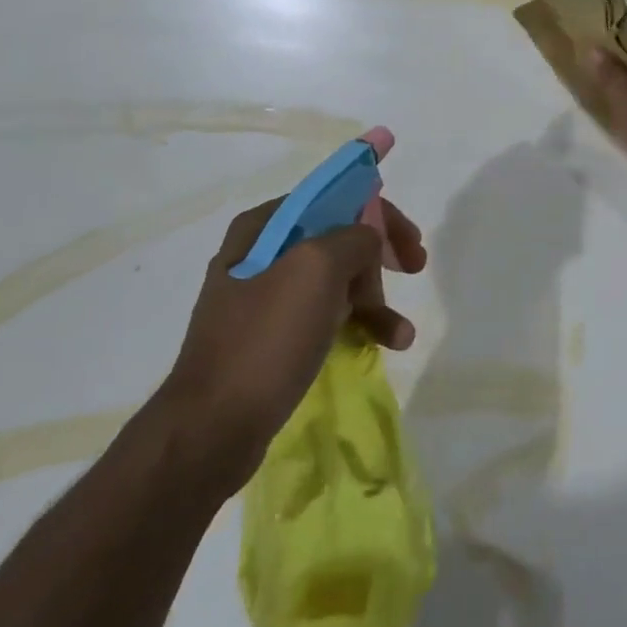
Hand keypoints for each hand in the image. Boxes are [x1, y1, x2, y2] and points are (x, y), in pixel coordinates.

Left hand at [162, 196, 426, 461]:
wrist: (212, 429)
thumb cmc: (266, 339)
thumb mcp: (317, 269)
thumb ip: (354, 237)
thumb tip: (368, 241)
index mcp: (264, 226)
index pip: (334, 198)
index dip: (379, 213)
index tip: (411, 241)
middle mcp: (261, 253)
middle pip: (338, 237)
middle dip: (379, 256)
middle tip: (413, 268)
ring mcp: (264, 297)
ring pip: (335, 280)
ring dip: (375, 298)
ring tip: (400, 333)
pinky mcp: (271, 337)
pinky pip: (324, 316)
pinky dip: (355, 325)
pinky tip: (383, 345)